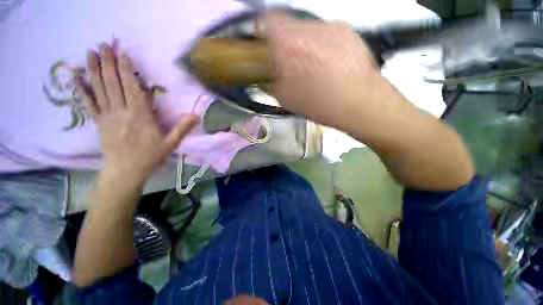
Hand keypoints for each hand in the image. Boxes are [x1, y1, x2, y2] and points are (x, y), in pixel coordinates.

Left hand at [76, 43, 198, 178]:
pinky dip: (81, 90)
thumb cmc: (150, 156)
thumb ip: (183, 128)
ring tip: (90, 53)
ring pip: (99, 89)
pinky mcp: (98, 122)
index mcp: (140, 116)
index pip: (132, 88)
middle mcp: (121, 112)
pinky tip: (76, 77)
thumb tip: (197, 115)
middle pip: (113, 84)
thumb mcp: (171, 143)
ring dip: (93, 70)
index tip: (122, 53)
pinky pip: (88, 103)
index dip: (126, 70)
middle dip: (108, 63)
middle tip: (103, 44)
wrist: (126, 170)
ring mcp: (107, 116)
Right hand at [264, 15, 403, 128]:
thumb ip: (271, 81)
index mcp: (287, 45)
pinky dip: (320, 46)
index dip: (263, 32)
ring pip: (306, 29)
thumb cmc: (319, 104)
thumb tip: (267, 74)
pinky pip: (325, 34)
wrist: (358, 103)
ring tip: (311, 68)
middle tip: (289, 63)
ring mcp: (329, 26)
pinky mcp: (346, 30)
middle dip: (284, 43)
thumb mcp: (285, 98)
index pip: (266, 21)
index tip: (265, 46)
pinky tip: (327, 65)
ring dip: (303, 45)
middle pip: (287, 25)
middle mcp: (307, 27)